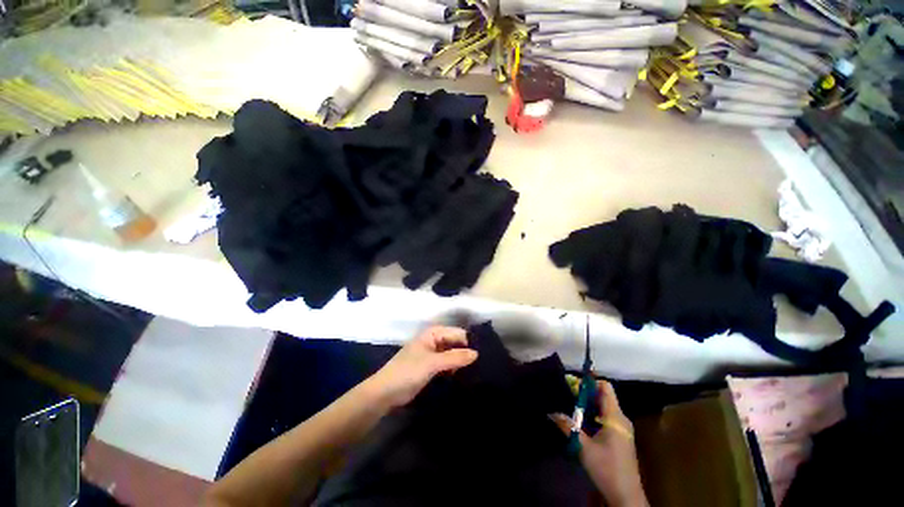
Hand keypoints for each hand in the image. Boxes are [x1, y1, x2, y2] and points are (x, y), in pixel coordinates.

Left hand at [366, 326, 478, 408]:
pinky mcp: (431, 367)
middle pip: (455, 343)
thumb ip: (455, 357)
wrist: (385, 393)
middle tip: (481, 366)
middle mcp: (434, 340)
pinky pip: (447, 364)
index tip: (482, 356)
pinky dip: (453, 369)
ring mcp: (432, 354)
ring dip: (460, 362)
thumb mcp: (433, 363)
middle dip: (465, 352)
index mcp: (433, 333)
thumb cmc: (408, 371)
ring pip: (452, 354)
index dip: (468, 343)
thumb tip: (477, 353)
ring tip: (475, 372)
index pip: (457, 333)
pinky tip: (462, 376)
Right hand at [551, 381, 647, 506]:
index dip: (589, 382)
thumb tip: (551, 411)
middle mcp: (620, 418)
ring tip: (570, 405)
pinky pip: (605, 417)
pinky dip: (592, 414)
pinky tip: (580, 421)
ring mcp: (621, 428)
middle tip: (566, 393)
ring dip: (587, 404)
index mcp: (615, 417)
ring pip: (603, 406)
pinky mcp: (620, 436)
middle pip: (603, 395)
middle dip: (585, 392)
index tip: (572, 384)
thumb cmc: (606, 468)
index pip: (605, 387)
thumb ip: (568, 426)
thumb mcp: (583, 447)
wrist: (626, 496)